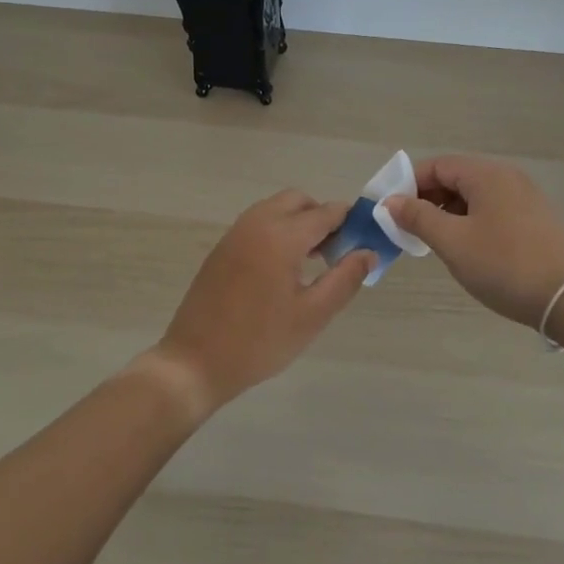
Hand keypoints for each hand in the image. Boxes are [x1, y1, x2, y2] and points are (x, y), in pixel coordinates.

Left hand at [150, 190, 374, 414]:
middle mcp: (257, 223)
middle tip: (337, 253)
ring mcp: (235, 233)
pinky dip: (278, 231)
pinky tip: (283, 269)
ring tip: (313, 262)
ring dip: (299, 223)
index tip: (365, 240)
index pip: (326, 213)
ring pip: (276, 209)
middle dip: (322, 217)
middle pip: (299, 201)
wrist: (194, 361)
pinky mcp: (222, 248)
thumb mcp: (312, 315)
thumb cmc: (259, 342)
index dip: (350, 222)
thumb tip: (368, 252)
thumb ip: (345, 279)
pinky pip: (258, 224)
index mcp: (281, 236)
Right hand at [384, 156, 563, 328]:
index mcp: (487, 175)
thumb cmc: (503, 265)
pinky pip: (491, 209)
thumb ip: (418, 217)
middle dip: (427, 199)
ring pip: (473, 195)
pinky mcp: (534, 218)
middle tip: (408, 229)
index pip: (437, 165)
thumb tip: (390, 202)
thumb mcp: (452, 242)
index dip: (408, 184)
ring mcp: (524, 197)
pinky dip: (470, 221)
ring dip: (447, 212)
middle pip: (455, 177)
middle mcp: (507, 177)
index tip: (390, 212)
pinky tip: (464, 247)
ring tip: (433, 242)